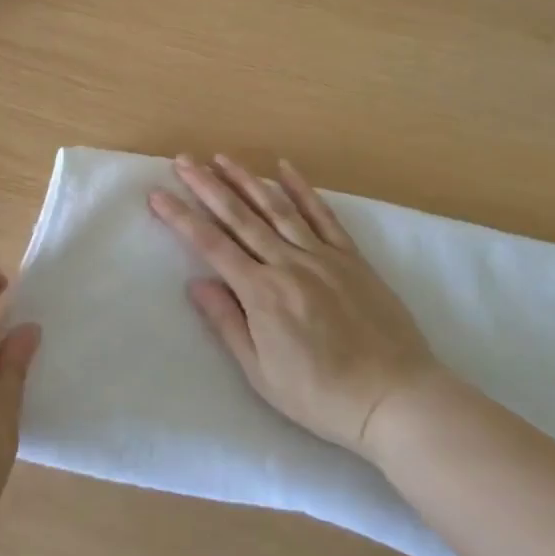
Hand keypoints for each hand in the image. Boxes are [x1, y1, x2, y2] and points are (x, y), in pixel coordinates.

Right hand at [150, 155, 439, 457]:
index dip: (181, 217)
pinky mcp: (351, 256)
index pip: (211, 245)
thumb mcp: (262, 373)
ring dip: (246, 179)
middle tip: (183, 160)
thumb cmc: (321, 395)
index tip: (158, 195)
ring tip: (221, 158)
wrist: (395, 397)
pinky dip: (301, 189)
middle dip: (207, 186)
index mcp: (262, 293)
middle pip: (239, 217)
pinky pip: (322, 215)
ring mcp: (322, 255)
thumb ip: (227, 324)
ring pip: (276, 208)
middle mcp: (288, 263)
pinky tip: (284, 167)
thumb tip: (196, 283)